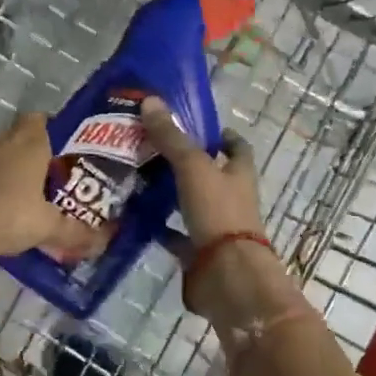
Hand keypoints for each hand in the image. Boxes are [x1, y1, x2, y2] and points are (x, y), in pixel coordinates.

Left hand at [0, 113, 102, 262]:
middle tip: (37, 175)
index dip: (49, 129)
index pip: (40, 120)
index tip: (58, 149)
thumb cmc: (5, 216)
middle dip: (24, 149)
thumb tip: (102, 241)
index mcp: (28, 144)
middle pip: (13, 134)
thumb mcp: (46, 228)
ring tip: (8, 191)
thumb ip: (74, 232)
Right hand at [140, 96, 264, 250]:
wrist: (227, 275)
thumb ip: (171, 138)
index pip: (237, 148)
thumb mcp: (193, 167)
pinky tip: (136, 218)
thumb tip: (150, 100)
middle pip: (211, 175)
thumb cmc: (218, 213)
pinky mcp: (200, 253)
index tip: (198, 126)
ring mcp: (216, 228)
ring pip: (192, 204)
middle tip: (152, 149)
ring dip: (171, 195)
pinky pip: (177, 235)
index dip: (222, 136)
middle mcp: (231, 199)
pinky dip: (160, 228)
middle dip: (187, 164)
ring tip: (138, 180)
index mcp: (239, 174)